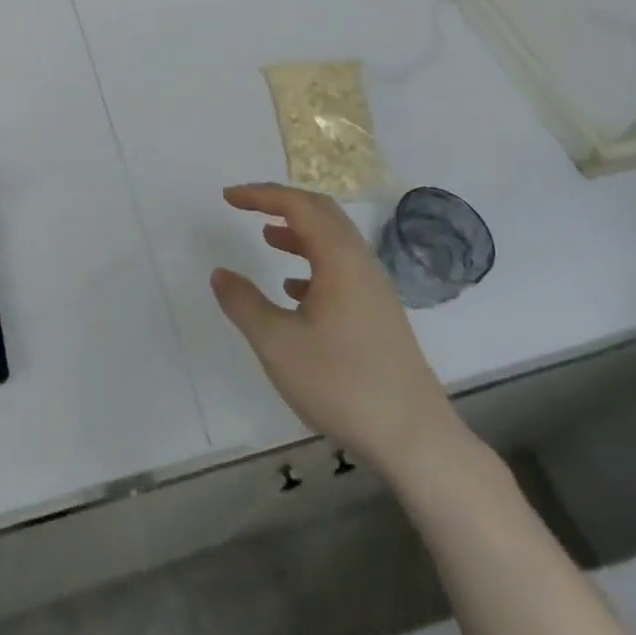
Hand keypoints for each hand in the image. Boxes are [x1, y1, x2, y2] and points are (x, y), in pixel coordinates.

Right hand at [210, 183, 472, 472]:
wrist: (415, 440)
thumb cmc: (342, 383)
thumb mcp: (278, 344)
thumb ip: (244, 303)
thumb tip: (220, 273)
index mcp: (338, 256)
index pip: (296, 204)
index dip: (260, 194)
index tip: (228, 197)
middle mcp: (360, 261)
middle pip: (321, 212)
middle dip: (282, 203)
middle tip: (248, 207)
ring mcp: (375, 288)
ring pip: (333, 241)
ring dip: (299, 232)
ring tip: (267, 239)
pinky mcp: (380, 314)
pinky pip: (343, 268)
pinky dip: (314, 263)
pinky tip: (295, 291)